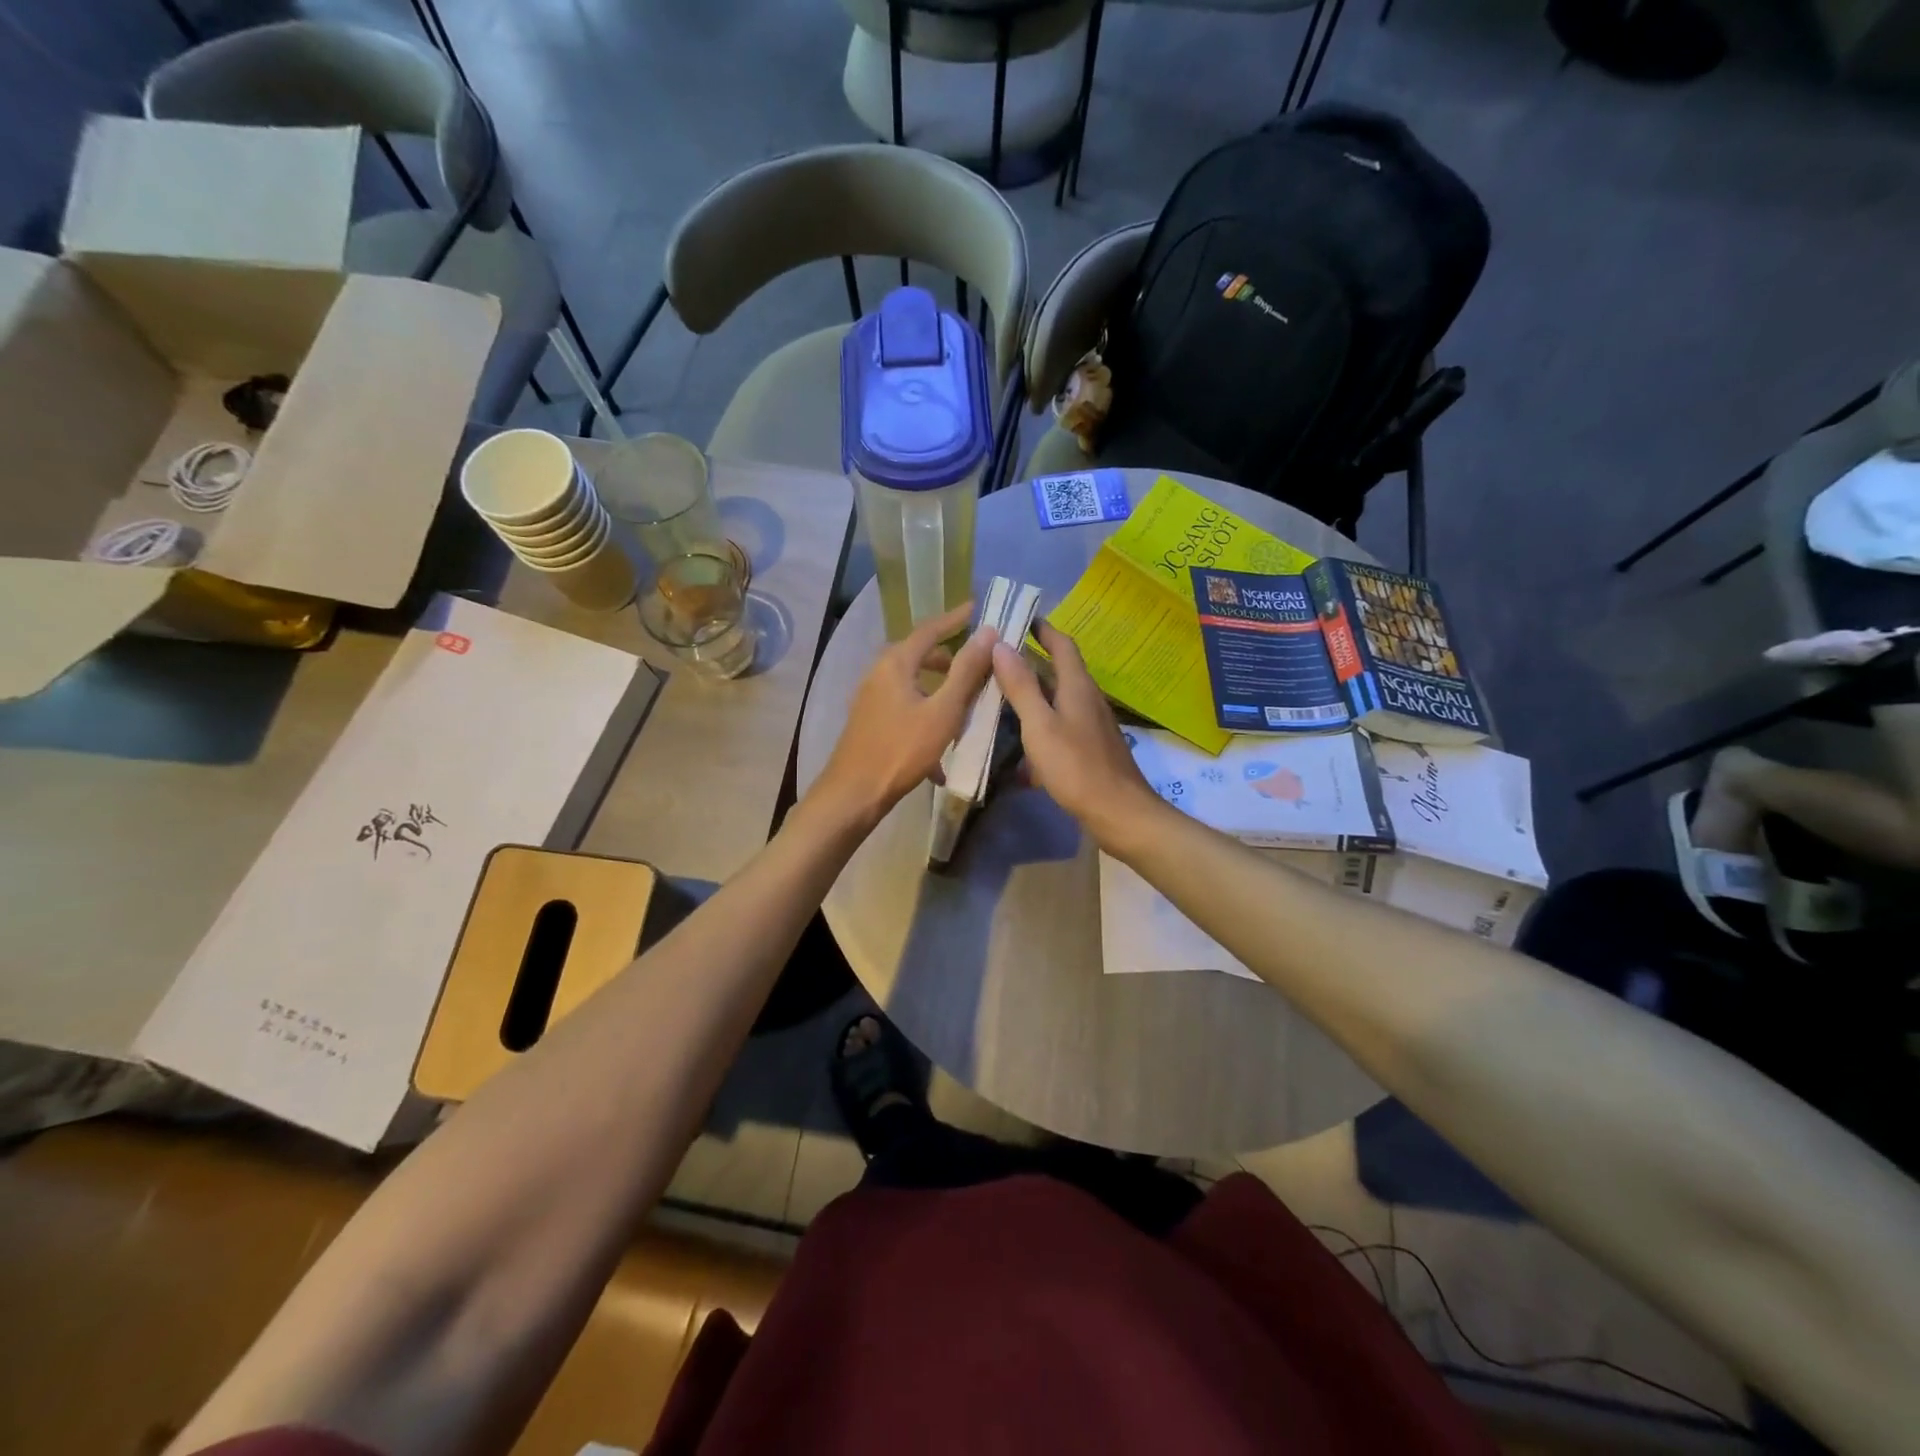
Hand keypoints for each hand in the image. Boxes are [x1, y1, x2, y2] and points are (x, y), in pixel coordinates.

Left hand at [811, 602, 997, 829]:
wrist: (854, 793)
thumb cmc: (902, 749)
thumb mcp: (943, 711)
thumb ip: (966, 671)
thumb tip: (988, 632)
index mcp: (895, 663)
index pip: (930, 629)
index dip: (956, 618)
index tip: (978, 608)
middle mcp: (879, 673)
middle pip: (919, 655)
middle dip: (949, 659)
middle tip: (978, 665)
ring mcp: (871, 698)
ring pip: (912, 684)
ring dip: (939, 691)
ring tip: (964, 707)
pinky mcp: (870, 722)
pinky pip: (905, 708)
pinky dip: (925, 717)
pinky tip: (940, 753)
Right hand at [992, 622, 1159, 844]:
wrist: (1118, 813)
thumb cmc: (1076, 766)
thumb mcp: (1040, 725)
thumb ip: (1021, 686)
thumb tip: (1000, 644)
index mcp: (1077, 686)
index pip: (1062, 644)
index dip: (1042, 628)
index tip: (1018, 617)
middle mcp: (1087, 699)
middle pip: (1058, 672)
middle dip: (1029, 663)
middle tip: (995, 659)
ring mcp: (1090, 725)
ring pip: (1056, 702)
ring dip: (1031, 697)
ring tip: (998, 699)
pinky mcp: (1089, 749)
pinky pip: (1058, 728)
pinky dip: (1038, 729)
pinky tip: (1018, 749)